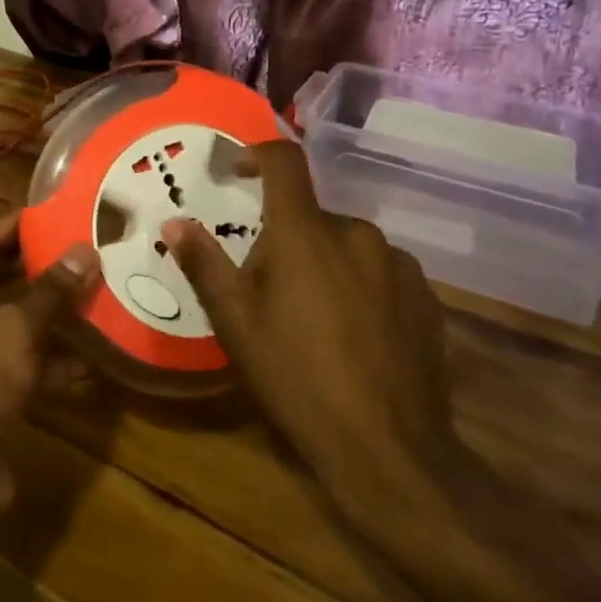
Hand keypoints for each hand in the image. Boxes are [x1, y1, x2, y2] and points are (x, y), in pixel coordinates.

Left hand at [0, 214, 97, 516]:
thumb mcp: (15, 331)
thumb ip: (52, 290)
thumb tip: (87, 250)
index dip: (25, 223)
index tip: (68, 210)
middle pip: (2, 276)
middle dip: (45, 266)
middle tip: (90, 248)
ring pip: (15, 319)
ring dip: (53, 311)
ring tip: (100, 292)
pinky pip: (23, 359)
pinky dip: (52, 356)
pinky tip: (94, 356)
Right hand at [163, 141, 460, 510]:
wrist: (388, 447)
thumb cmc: (296, 377)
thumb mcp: (235, 323)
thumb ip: (204, 264)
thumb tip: (174, 222)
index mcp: (305, 232)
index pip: (284, 162)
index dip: (257, 154)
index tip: (237, 171)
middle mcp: (356, 233)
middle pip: (311, 216)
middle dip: (286, 239)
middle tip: (268, 288)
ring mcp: (398, 264)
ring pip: (347, 246)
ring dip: (325, 264)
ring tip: (313, 318)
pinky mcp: (426, 297)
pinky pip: (381, 272)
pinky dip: (360, 286)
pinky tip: (355, 335)